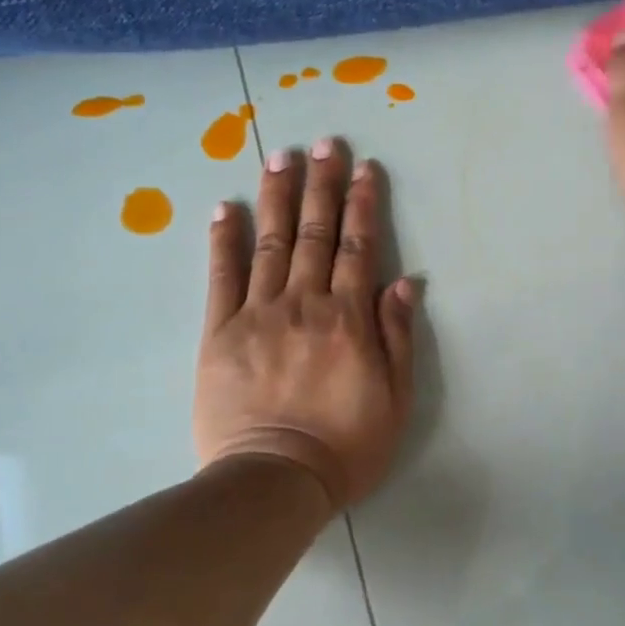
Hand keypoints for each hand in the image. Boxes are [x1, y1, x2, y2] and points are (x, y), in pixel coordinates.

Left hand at [195, 139, 416, 510]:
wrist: (274, 480)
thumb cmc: (346, 445)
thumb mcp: (395, 398)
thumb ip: (397, 335)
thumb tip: (404, 281)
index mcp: (348, 318)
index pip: (359, 247)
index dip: (363, 204)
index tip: (364, 168)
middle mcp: (304, 303)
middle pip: (315, 233)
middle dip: (321, 185)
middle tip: (323, 144)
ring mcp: (258, 314)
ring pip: (269, 243)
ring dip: (276, 197)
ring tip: (280, 157)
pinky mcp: (220, 332)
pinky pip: (221, 278)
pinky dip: (223, 241)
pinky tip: (224, 209)